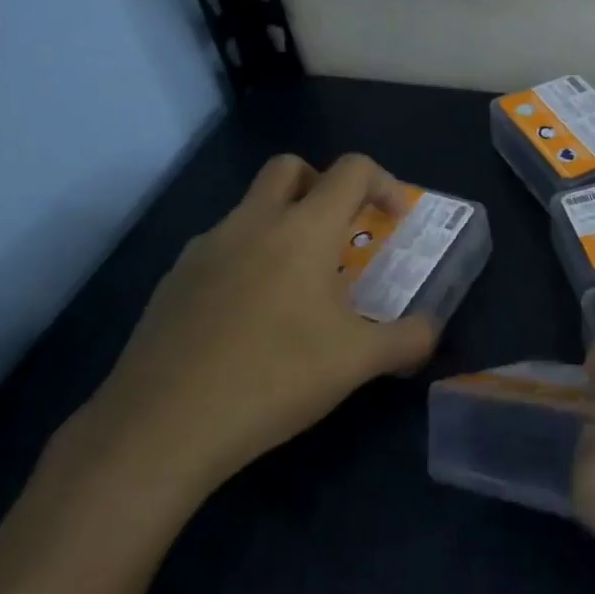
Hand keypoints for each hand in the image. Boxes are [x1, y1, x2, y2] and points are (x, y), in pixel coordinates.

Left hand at [42, 154, 439, 525]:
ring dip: (282, 227)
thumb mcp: (358, 362)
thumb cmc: (275, 377)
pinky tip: (251, 320)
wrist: (164, 424)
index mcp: (302, 230)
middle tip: (340, 235)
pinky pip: (220, 250)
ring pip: (250, 210)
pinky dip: (247, 262)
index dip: (382, 183)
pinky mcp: (174, 281)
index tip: (393, 219)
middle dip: (323, 186)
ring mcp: (204, 249)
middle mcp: (251, 223)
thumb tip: (430, 330)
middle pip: (289, 168)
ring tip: (299, 290)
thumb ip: (408, 339)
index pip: (350, 170)